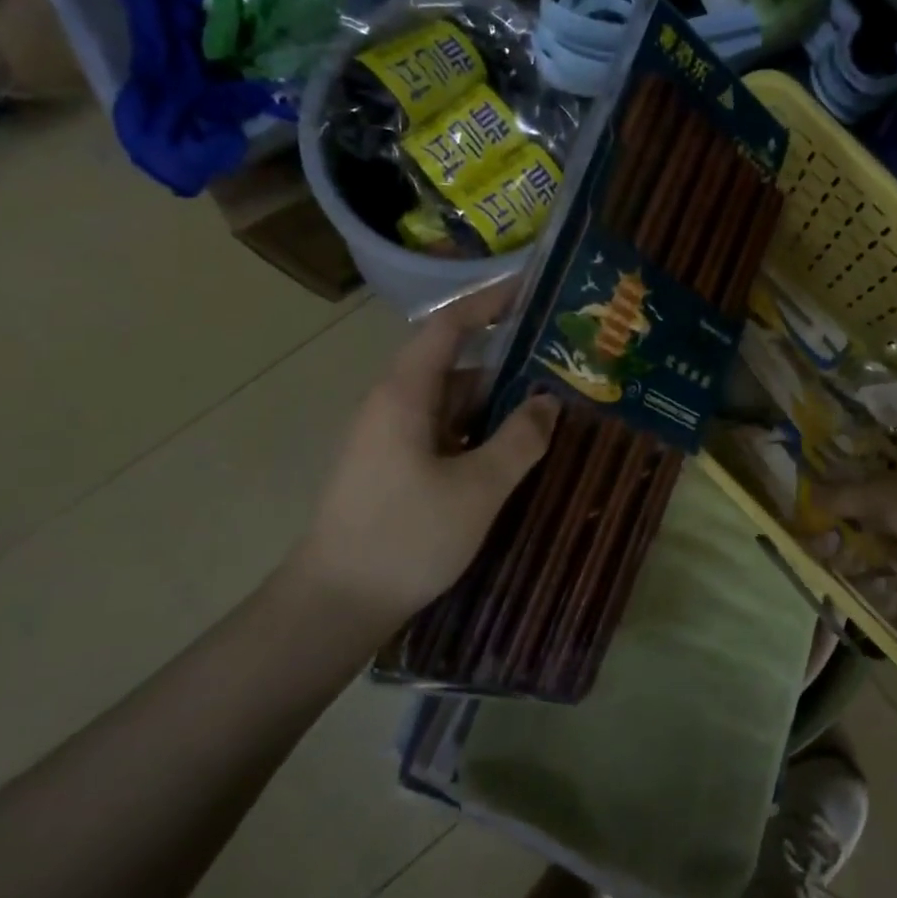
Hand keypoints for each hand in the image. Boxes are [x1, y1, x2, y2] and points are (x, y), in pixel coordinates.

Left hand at [282, 280, 559, 634]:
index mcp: (405, 394)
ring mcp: (390, 440)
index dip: (489, 304)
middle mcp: (394, 406)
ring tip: (549, 414)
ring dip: (496, 407)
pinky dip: (479, 436)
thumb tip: (550, 402)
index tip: (531, 292)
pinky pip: (443, 436)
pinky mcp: (393, 470)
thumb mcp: (478, 488)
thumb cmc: (406, 537)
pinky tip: (512, 456)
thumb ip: (520, 440)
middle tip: (561, 369)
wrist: (335, 606)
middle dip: (508, 366)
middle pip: (456, 368)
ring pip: (452, 407)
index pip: (449, 327)